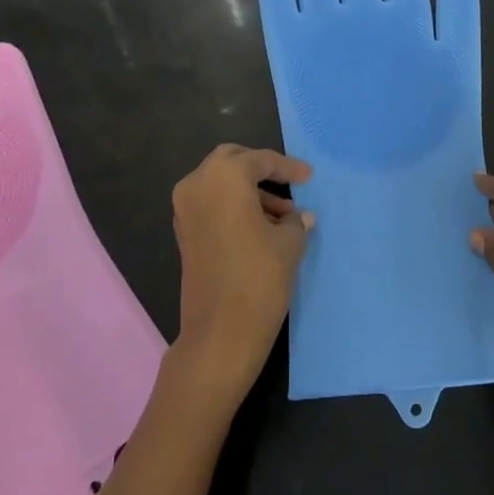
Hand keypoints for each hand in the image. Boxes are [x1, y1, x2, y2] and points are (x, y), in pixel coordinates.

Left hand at [171, 144, 315, 400]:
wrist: (220, 333)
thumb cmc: (259, 277)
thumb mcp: (289, 242)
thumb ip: (295, 220)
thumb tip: (299, 216)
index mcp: (224, 175)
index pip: (261, 160)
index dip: (289, 168)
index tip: (310, 177)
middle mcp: (197, 183)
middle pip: (233, 161)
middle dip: (261, 169)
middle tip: (289, 183)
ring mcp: (185, 208)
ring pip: (220, 183)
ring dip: (249, 191)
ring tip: (284, 215)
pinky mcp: (183, 232)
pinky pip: (212, 204)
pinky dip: (234, 206)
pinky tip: (261, 227)